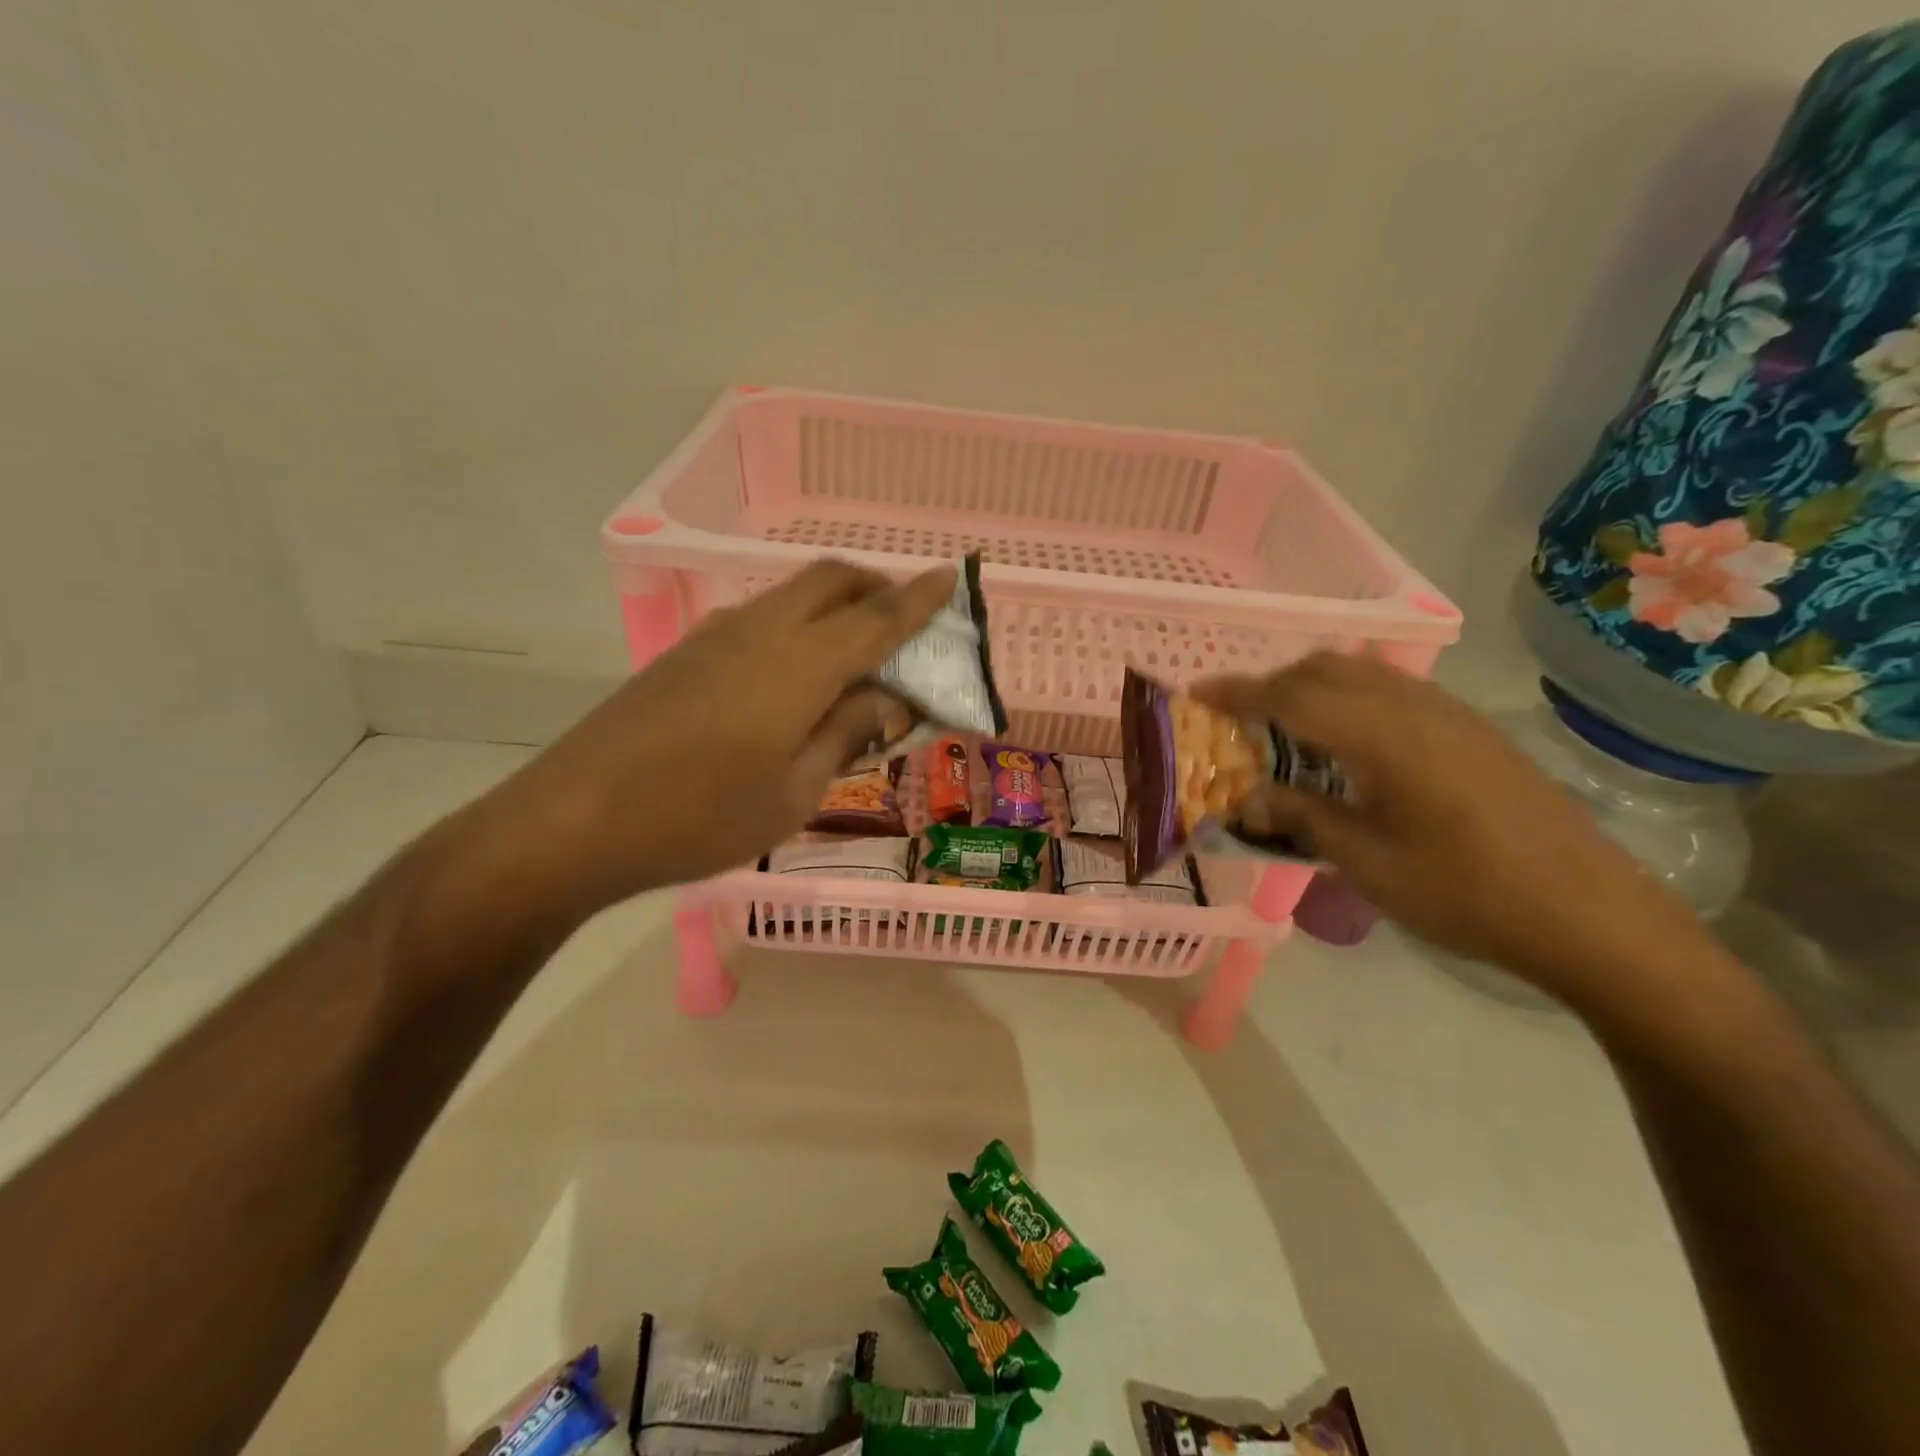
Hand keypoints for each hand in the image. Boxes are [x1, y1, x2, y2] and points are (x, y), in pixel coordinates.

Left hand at [496, 559, 954, 915]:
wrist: (576, 819)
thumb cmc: (700, 818)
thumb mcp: (794, 792)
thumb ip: (845, 734)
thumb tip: (884, 700)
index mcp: (800, 665)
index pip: (877, 619)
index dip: (918, 599)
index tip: (950, 577)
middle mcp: (761, 630)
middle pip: (831, 580)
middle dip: (876, 587)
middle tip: (904, 622)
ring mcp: (716, 635)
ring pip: (793, 594)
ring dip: (835, 605)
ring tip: (856, 653)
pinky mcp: (687, 651)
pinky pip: (761, 616)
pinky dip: (798, 624)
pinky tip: (797, 674)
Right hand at [1196, 654, 1699, 992]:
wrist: (1590, 914)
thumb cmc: (1466, 893)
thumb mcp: (1367, 862)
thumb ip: (1301, 816)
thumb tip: (1246, 795)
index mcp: (1384, 737)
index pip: (1292, 696)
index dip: (1238, 691)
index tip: (1197, 692)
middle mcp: (1416, 708)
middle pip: (1327, 668)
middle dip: (1273, 682)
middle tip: (1237, 717)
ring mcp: (1450, 714)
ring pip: (1363, 672)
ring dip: (1312, 685)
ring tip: (1284, 725)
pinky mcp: (1472, 729)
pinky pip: (1393, 689)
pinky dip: (1350, 696)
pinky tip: (1346, 741)